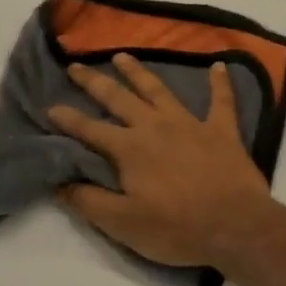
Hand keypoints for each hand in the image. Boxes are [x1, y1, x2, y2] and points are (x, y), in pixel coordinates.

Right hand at [47, 54, 278, 267]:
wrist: (236, 227)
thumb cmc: (176, 229)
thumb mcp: (123, 224)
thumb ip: (89, 201)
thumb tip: (59, 183)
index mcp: (129, 149)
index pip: (89, 129)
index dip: (67, 119)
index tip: (49, 107)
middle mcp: (155, 126)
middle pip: (119, 99)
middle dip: (95, 82)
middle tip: (76, 65)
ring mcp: (191, 124)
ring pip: (159, 90)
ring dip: (139, 73)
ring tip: (122, 56)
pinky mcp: (222, 131)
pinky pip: (222, 101)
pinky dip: (220, 83)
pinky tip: (219, 65)